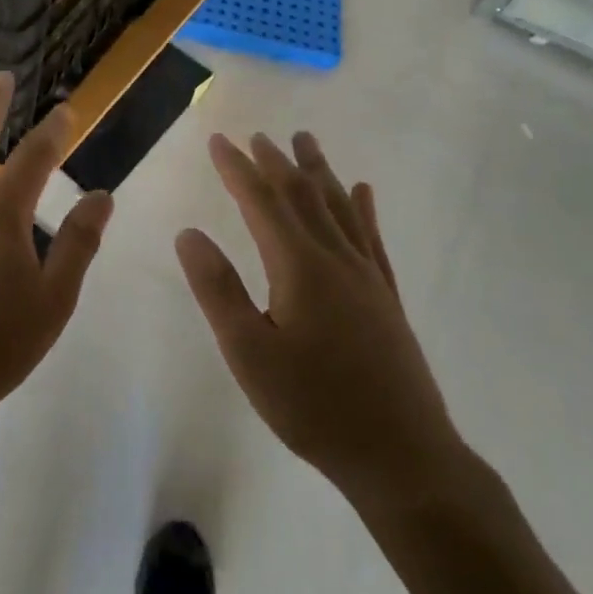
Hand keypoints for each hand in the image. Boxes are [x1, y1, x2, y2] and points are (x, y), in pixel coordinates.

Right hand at [177, 132, 470, 514]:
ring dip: (318, 170)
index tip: (218, 140)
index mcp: (298, 266)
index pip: (261, 201)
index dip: (237, 168)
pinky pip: (372, 237)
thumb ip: (217, 290)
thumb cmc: (314, 407)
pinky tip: (363, 191)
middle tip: (257, 135)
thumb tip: (189, 234)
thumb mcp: (249, 353)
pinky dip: (363, 208)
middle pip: (302, 194)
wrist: (403, 458)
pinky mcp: (386, 297)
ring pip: (338, 206)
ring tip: (305, 140)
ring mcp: (367, 276)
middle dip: (275, 162)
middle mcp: (335, 258)